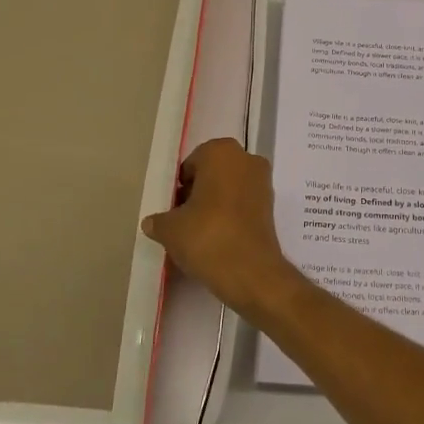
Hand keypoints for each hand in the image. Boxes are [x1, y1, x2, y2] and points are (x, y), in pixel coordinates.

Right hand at [142, 139, 301, 318]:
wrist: (250, 271)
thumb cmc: (207, 236)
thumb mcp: (170, 229)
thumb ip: (158, 221)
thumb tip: (152, 222)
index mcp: (221, 152)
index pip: (192, 164)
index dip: (180, 186)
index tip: (172, 208)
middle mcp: (246, 159)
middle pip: (213, 173)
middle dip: (198, 191)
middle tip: (182, 219)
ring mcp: (263, 182)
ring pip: (229, 187)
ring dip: (214, 203)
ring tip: (198, 231)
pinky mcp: (271, 206)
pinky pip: (243, 203)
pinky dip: (230, 214)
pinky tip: (217, 237)